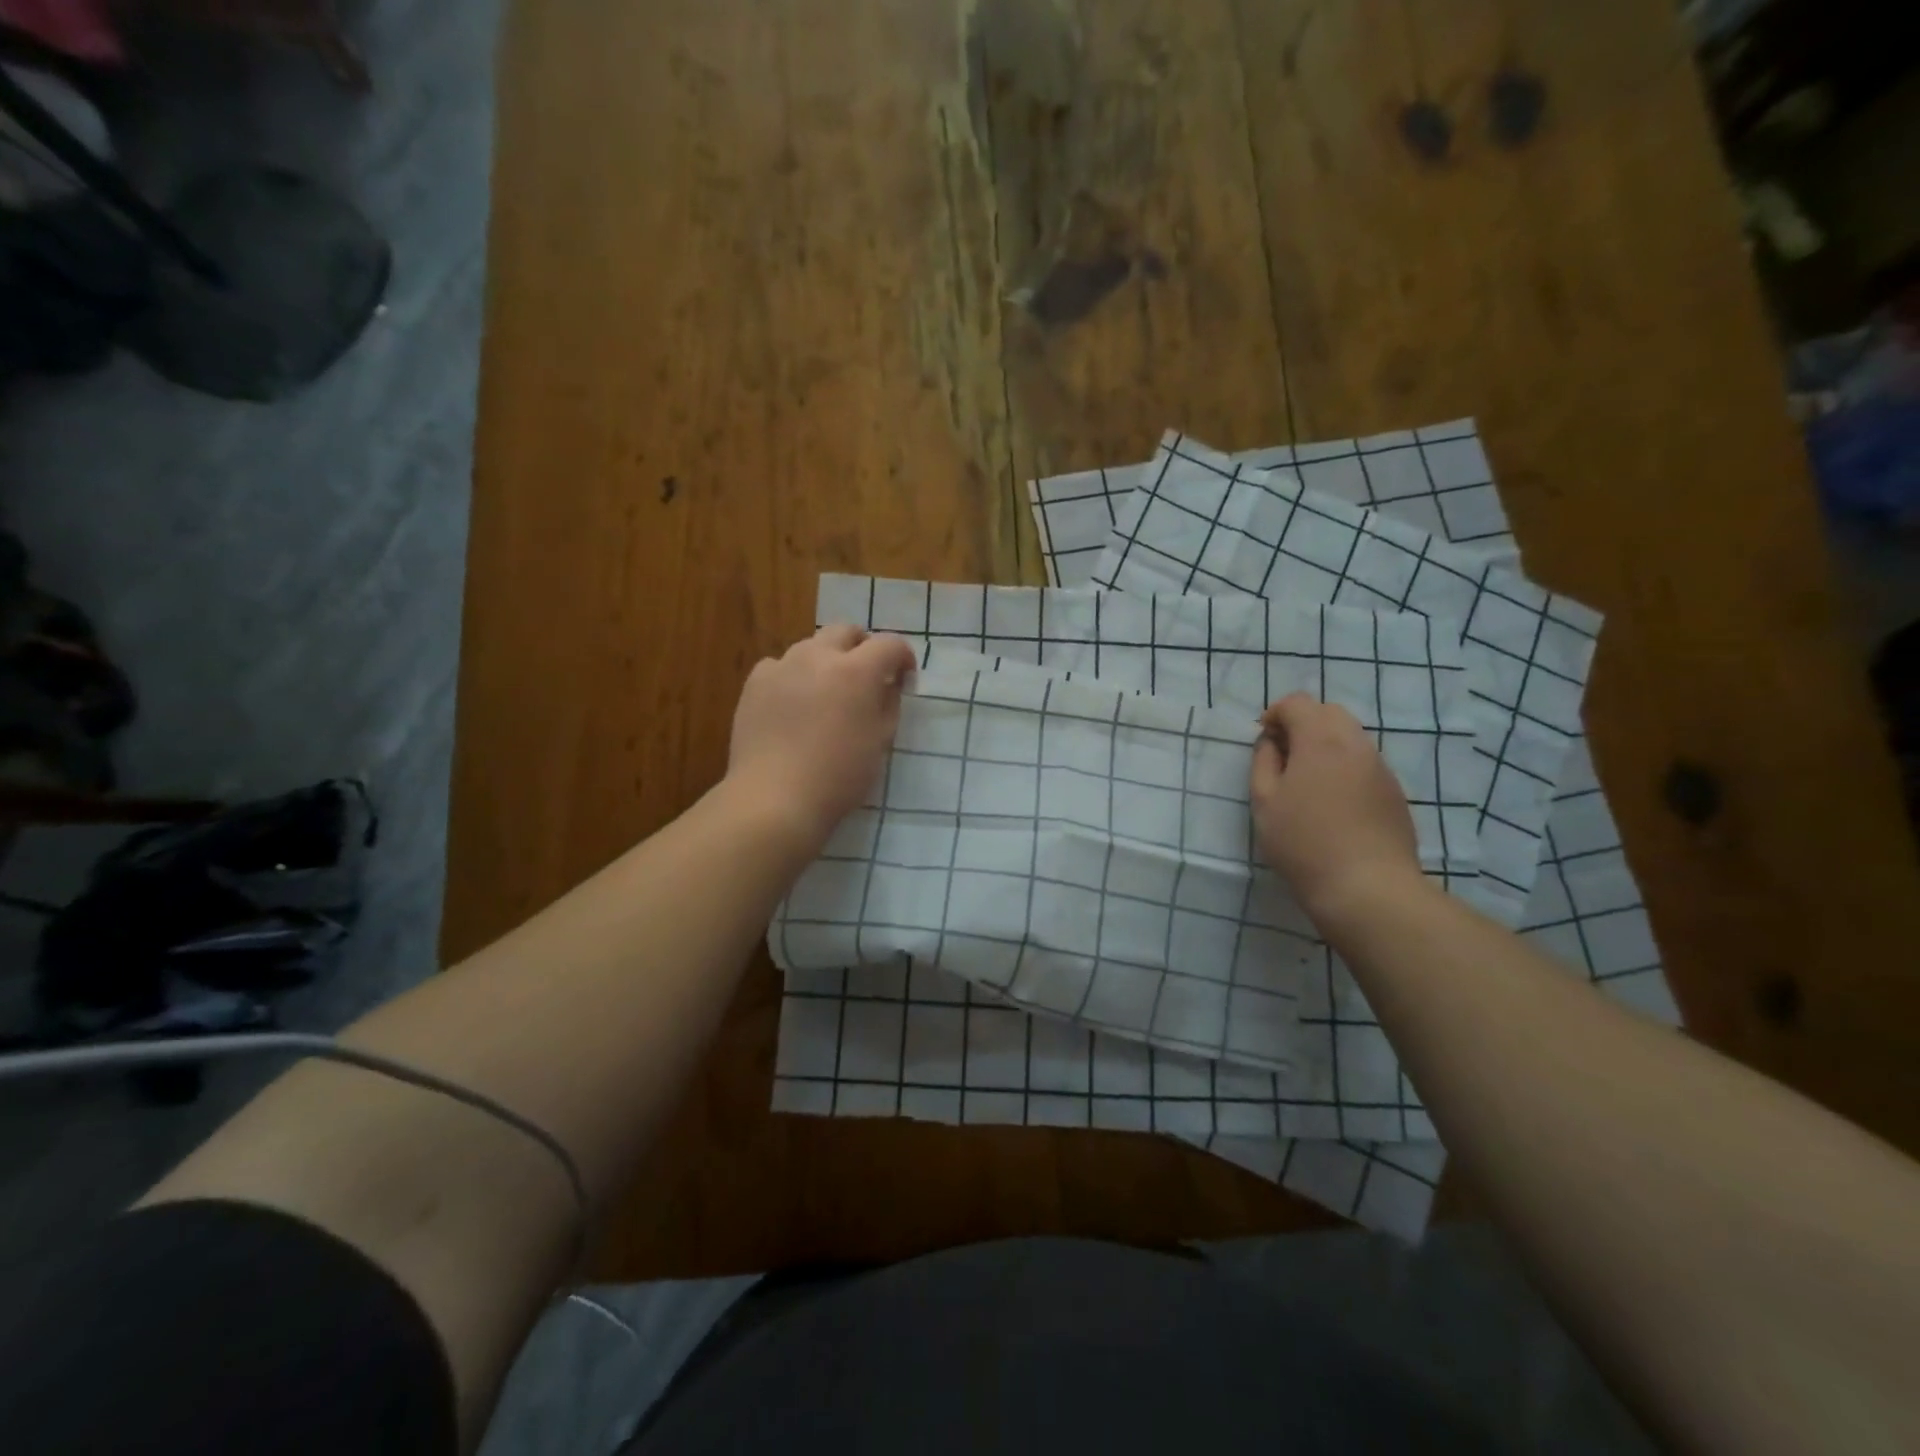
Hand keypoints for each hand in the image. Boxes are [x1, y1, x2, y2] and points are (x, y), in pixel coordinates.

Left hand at [726, 624, 916, 850]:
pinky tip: (794, 703)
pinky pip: (780, 666)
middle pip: (846, 631)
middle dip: (863, 648)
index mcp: (856, 671)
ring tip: (828, 692)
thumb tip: (888, 684)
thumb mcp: (880, 741)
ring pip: (811, 646)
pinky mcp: (755, 683)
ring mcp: (782, 666)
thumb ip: (889, 703)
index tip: (904, 680)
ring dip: (827, 660)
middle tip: (867, 678)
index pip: (890, 644)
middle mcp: (818, 657)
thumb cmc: (839, 776)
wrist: (775, 797)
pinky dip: (794, 676)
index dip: (903, 658)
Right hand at [1250, 693, 1422, 923]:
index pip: (1298, 703)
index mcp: (1320, 740)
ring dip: (1325, 745)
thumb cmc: (1304, 842)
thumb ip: (1264, 762)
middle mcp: (1356, 744)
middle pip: (1329, 712)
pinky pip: (1364, 763)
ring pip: (1350, 737)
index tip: (1264, 742)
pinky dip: (1344, 766)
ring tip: (1307, 782)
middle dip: (1303, 724)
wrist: (1367, 887)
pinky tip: (1333, 803)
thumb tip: (1271, 743)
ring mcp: (1380, 768)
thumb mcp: (1264, 802)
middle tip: (1283, 757)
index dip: (1275, 714)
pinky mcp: (1394, 792)